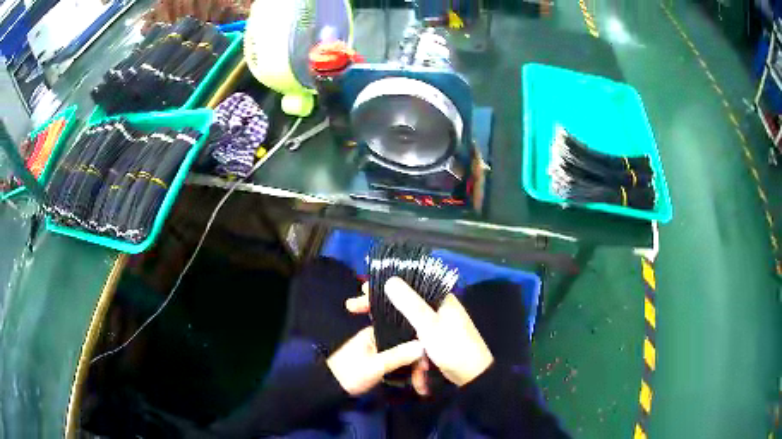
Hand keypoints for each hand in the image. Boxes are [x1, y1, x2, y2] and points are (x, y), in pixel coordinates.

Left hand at [326, 326, 423, 395]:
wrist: (328, 388)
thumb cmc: (349, 374)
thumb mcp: (375, 366)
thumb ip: (398, 355)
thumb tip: (424, 345)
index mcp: (376, 332)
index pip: (407, 335)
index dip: (420, 350)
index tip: (426, 368)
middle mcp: (379, 337)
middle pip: (408, 347)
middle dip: (418, 365)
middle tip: (422, 385)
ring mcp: (380, 349)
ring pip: (406, 356)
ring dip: (415, 371)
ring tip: (421, 387)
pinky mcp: (379, 360)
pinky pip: (400, 363)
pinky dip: (407, 373)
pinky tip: (415, 384)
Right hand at [346, 277, 493, 386]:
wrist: (472, 375)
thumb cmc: (452, 347)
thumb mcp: (429, 325)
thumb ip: (410, 304)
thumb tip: (390, 280)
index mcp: (439, 298)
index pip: (407, 284)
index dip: (383, 285)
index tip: (362, 289)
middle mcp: (435, 306)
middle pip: (401, 300)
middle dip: (378, 303)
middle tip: (354, 306)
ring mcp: (433, 323)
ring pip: (403, 317)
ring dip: (385, 320)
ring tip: (363, 321)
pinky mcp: (430, 337)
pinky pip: (409, 331)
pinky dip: (397, 334)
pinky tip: (381, 335)